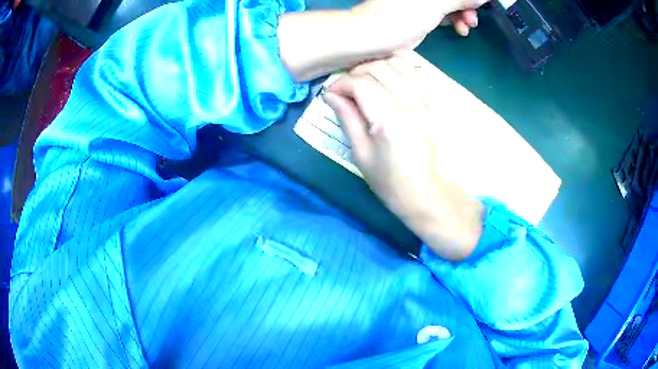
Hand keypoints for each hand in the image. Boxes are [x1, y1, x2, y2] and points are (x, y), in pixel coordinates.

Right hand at [323, 56, 483, 260]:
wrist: (432, 196)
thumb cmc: (393, 184)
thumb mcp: (362, 155)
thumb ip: (348, 119)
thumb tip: (332, 95)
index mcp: (390, 119)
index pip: (360, 83)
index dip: (341, 84)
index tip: (332, 94)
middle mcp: (411, 102)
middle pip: (379, 68)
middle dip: (356, 73)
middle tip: (348, 88)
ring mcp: (428, 100)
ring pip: (399, 64)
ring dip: (378, 67)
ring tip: (368, 82)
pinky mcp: (438, 103)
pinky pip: (417, 73)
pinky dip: (399, 71)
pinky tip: (391, 82)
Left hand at [352, 0, 487, 49]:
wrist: (371, 37)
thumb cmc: (400, 17)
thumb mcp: (434, 4)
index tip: (484, 4)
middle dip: (468, 5)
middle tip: (473, 19)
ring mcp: (422, 0)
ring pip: (451, 3)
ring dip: (463, 14)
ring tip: (467, 27)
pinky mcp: (422, 12)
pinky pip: (445, 11)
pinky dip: (454, 19)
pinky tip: (460, 30)